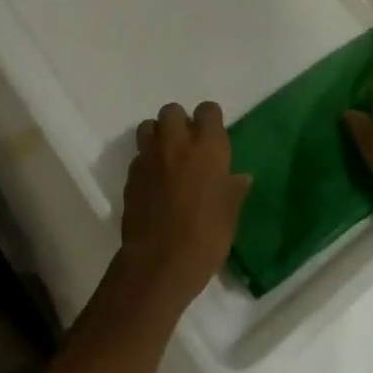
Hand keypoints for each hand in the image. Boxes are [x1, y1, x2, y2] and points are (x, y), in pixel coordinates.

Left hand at [119, 101, 251, 310]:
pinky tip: (153, 180)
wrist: (160, 262)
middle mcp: (176, 143)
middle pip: (172, 110)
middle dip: (179, 121)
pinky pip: (138, 155)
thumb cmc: (206, 237)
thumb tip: (241, 177)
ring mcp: (150, 157)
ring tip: (166, 155)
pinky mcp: (131, 174)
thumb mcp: (230, 214)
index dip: (210, 119)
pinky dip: (146, 160)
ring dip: (157, 135)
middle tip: (187, 143)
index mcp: (207, 148)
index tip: (213, 134)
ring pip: (148, 126)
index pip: (208, 110)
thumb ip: (233, 189)